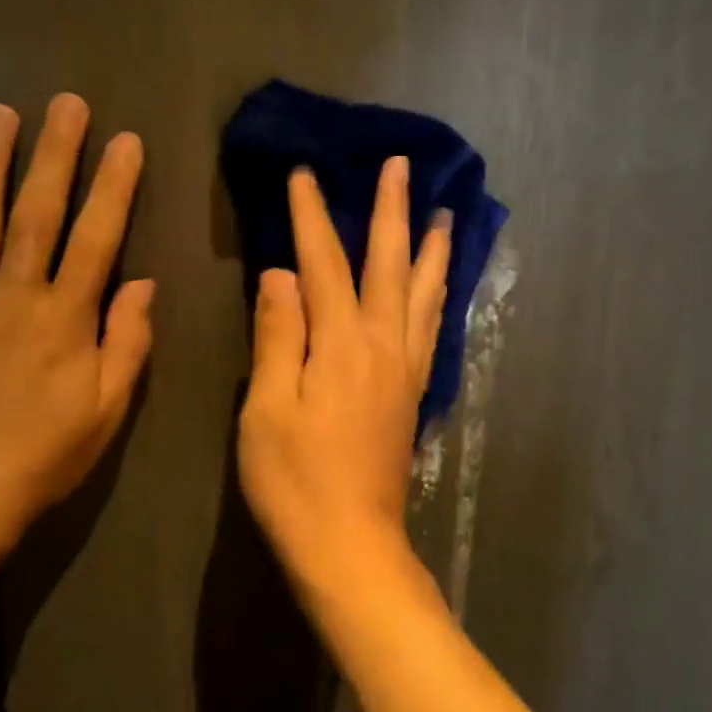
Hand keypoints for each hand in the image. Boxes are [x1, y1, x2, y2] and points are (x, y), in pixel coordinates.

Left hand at [0, 94, 152, 556]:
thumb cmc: (45, 453)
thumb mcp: (108, 408)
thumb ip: (128, 342)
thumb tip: (143, 283)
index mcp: (66, 318)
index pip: (97, 237)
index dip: (114, 186)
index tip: (125, 141)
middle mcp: (14, 295)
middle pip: (37, 213)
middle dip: (55, 154)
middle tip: (66, 103)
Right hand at [238, 157, 450, 603]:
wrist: (350, 544)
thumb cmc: (295, 481)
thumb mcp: (268, 409)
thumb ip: (278, 336)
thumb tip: (281, 274)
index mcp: (342, 345)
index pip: (324, 264)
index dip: (312, 217)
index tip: (304, 174)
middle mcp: (383, 345)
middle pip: (389, 265)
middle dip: (391, 212)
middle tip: (401, 167)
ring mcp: (405, 369)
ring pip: (423, 293)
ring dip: (430, 249)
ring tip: (443, 215)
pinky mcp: (413, 393)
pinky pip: (430, 328)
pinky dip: (436, 295)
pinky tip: (438, 288)